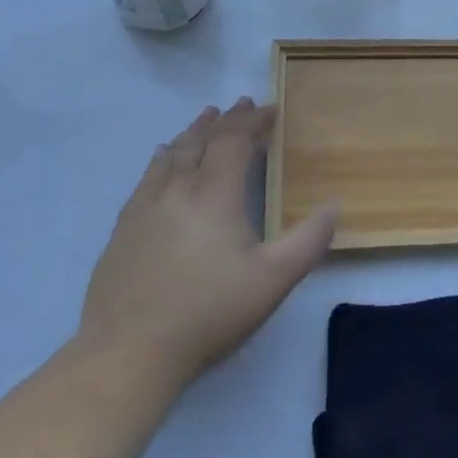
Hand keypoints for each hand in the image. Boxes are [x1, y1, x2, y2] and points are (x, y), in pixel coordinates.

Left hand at [78, 98, 335, 390]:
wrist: (127, 352)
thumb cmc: (208, 312)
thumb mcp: (273, 280)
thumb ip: (308, 241)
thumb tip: (334, 206)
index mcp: (214, 194)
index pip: (234, 141)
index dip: (253, 121)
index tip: (270, 109)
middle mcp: (177, 189)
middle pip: (200, 141)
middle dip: (223, 120)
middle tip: (239, 105)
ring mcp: (144, 208)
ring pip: (170, 155)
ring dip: (191, 133)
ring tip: (203, 121)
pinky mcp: (123, 229)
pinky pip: (147, 177)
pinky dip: (162, 158)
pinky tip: (161, 161)